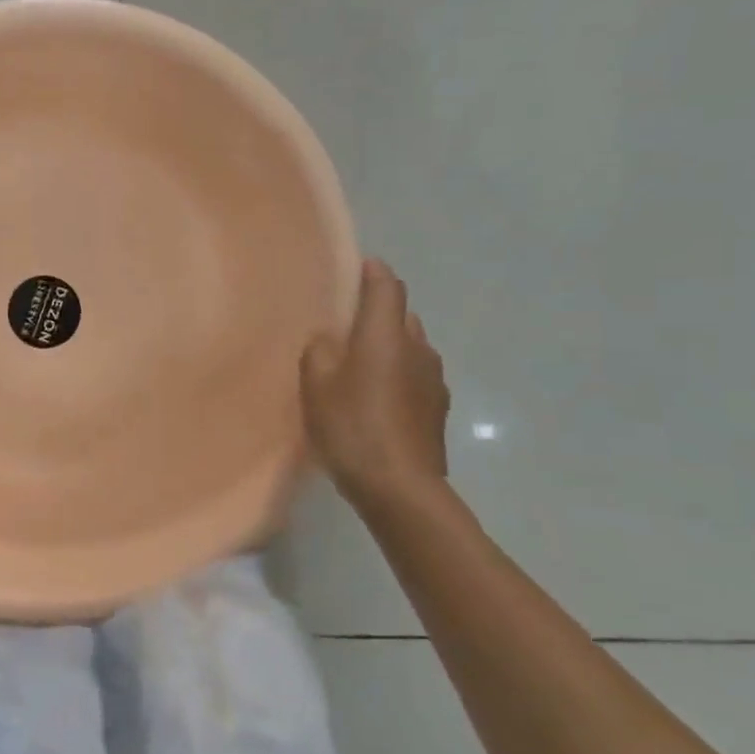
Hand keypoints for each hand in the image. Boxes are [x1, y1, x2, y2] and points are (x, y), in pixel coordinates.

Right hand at [301, 258, 449, 501]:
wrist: (401, 487)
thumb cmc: (352, 426)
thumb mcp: (316, 385)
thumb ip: (319, 351)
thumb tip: (328, 338)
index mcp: (386, 334)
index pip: (387, 286)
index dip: (373, 272)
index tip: (356, 266)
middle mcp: (417, 348)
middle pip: (401, 314)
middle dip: (377, 311)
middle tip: (345, 322)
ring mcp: (434, 380)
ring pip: (410, 346)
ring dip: (388, 345)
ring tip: (358, 361)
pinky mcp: (437, 409)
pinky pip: (415, 376)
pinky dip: (397, 374)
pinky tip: (376, 396)